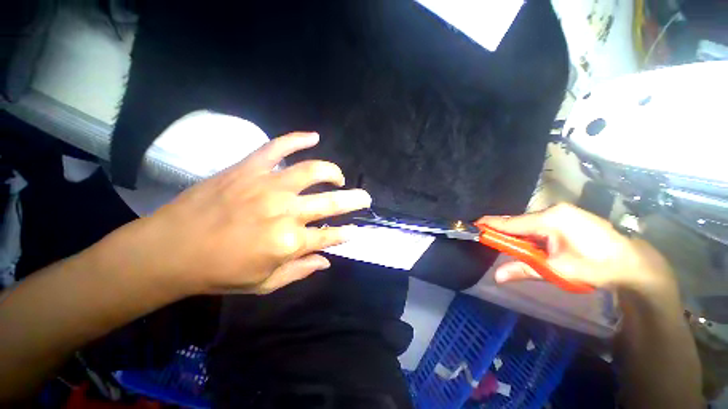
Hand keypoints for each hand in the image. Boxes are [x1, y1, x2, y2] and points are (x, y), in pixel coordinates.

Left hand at [111, 132, 370, 294]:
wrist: (169, 250)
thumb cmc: (219, 273)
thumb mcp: (264, 284)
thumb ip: (300, 271)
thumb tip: (327, 260)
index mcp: (289, 242)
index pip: (329, 236)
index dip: (345, 234)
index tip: (356, 231)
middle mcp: (285, 211)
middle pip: (331, 202)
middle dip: (354, 200)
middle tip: (365, 198)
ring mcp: (268, 186)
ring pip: (312, 170)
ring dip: (332, 171)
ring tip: (338, 176)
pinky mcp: (248, 169)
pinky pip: (277, 147)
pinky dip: (297, 138)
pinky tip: (313, 136)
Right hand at [478, 204, 678, 302]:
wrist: (634, 265)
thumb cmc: (596, 267)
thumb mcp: (557, 270)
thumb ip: (524, 270)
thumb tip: (497, 276)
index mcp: (550, 219)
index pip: (511, 222)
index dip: (491, 225)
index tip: (473, 225)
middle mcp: (553, 211)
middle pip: (519, 222)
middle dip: (504, 232)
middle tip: (489, 238)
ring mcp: (562, 212)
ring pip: (529, 224)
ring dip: (518, 235)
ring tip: (509, 246)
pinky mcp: (567, 217)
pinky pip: (539, 225)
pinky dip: (530, 234)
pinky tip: (529, 244)